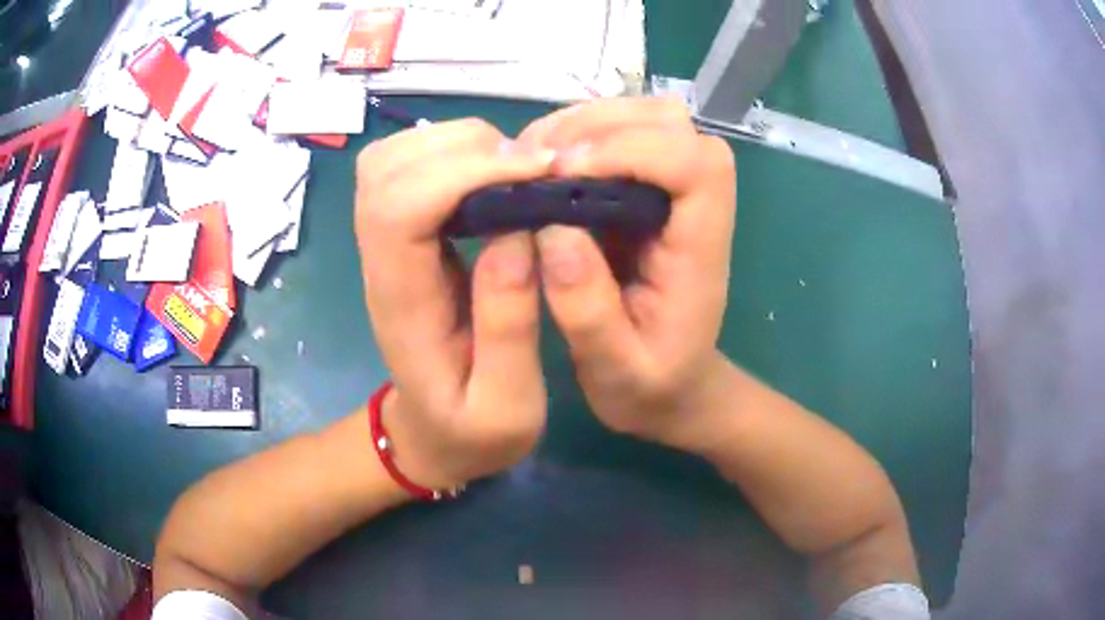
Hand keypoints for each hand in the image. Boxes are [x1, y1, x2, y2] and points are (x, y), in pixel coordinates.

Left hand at [355, 119, 556, 488]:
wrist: (429, 432)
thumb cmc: (469, 430)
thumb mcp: (506, 406)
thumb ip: (509, 329)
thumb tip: (520, 234)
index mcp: (402, 301)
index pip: (398, 207)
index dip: (463, 172)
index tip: (535, 173)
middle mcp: (381, 259)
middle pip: (386, 167)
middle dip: (463, 147)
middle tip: (533, 170)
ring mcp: (385, 242)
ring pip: (392, 157)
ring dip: (458, 143)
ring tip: (516, 169)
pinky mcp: (401, 234)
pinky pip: (409, 167)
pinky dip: (454, 151)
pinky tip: (495, 175)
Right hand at [518, 98, 736, 451]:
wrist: (673, 390)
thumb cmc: (651, 387)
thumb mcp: (615, 370)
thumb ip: (586, 309)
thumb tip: (550, 230)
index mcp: (701, 251)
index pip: (695, 164)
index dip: (633, 149)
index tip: (567, 173)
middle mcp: (694, 209)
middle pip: (672, 123)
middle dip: (602, 124)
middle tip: (540, 160)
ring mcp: (669, 195)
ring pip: (645, 118)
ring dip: (585, 123)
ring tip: (533, 159)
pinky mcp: (643, 194)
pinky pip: (617, 139)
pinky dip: (576, 136)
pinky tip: (541, 165)